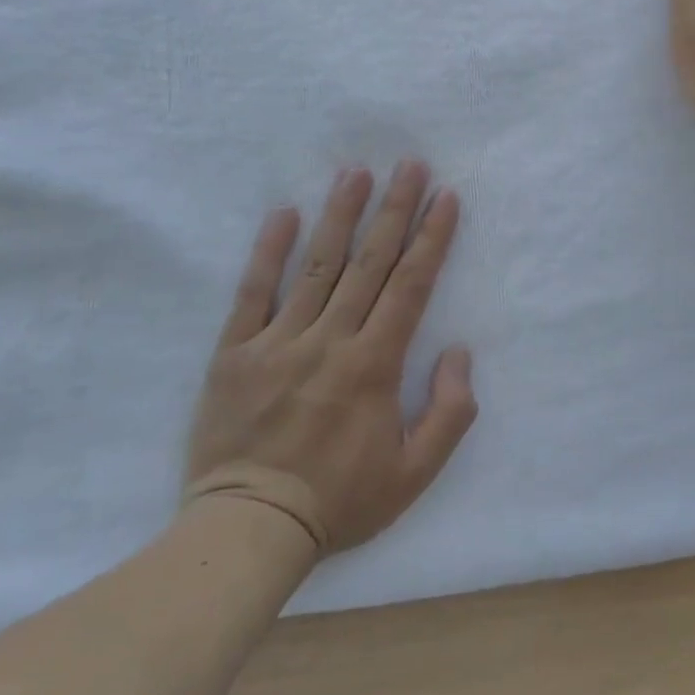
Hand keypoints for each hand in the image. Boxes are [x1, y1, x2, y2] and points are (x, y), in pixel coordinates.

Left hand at [185, 162, 476, 555]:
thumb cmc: (340, 500)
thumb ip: (450, 412)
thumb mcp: (415, 474)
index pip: (410, 286)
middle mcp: (330, 340)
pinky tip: (284, 213)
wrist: (250, 529)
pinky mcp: (235, 353)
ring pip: (317, 266)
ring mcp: (279, 342)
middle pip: (370, 262)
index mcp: (374, 365)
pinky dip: (268, 251)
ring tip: (357, 173)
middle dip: (394, 209)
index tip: (445, 198)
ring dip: (340, 215)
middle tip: (409, 165)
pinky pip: (253, 293)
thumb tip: (459, 351)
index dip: (431, 238)